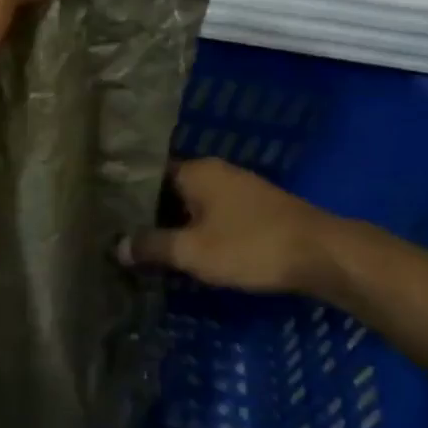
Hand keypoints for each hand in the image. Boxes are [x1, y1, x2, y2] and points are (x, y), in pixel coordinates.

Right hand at [119, 158, 345, 294]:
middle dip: (146, 213)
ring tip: (145, 248)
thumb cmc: (249, 246)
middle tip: (119, 236)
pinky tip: (183, 251)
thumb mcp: (191, 251)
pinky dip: (195, 231)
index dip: (124, 195)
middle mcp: (216, 172)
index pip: (146, 175)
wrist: (323, 256)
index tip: (104, 215)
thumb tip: (117, 247)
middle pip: (168, 190)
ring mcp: (238, 190)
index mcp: (196, 171)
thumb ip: (151, 246)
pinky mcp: (255, 210)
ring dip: (172, 225)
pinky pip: (211, 216)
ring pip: (191, 205)